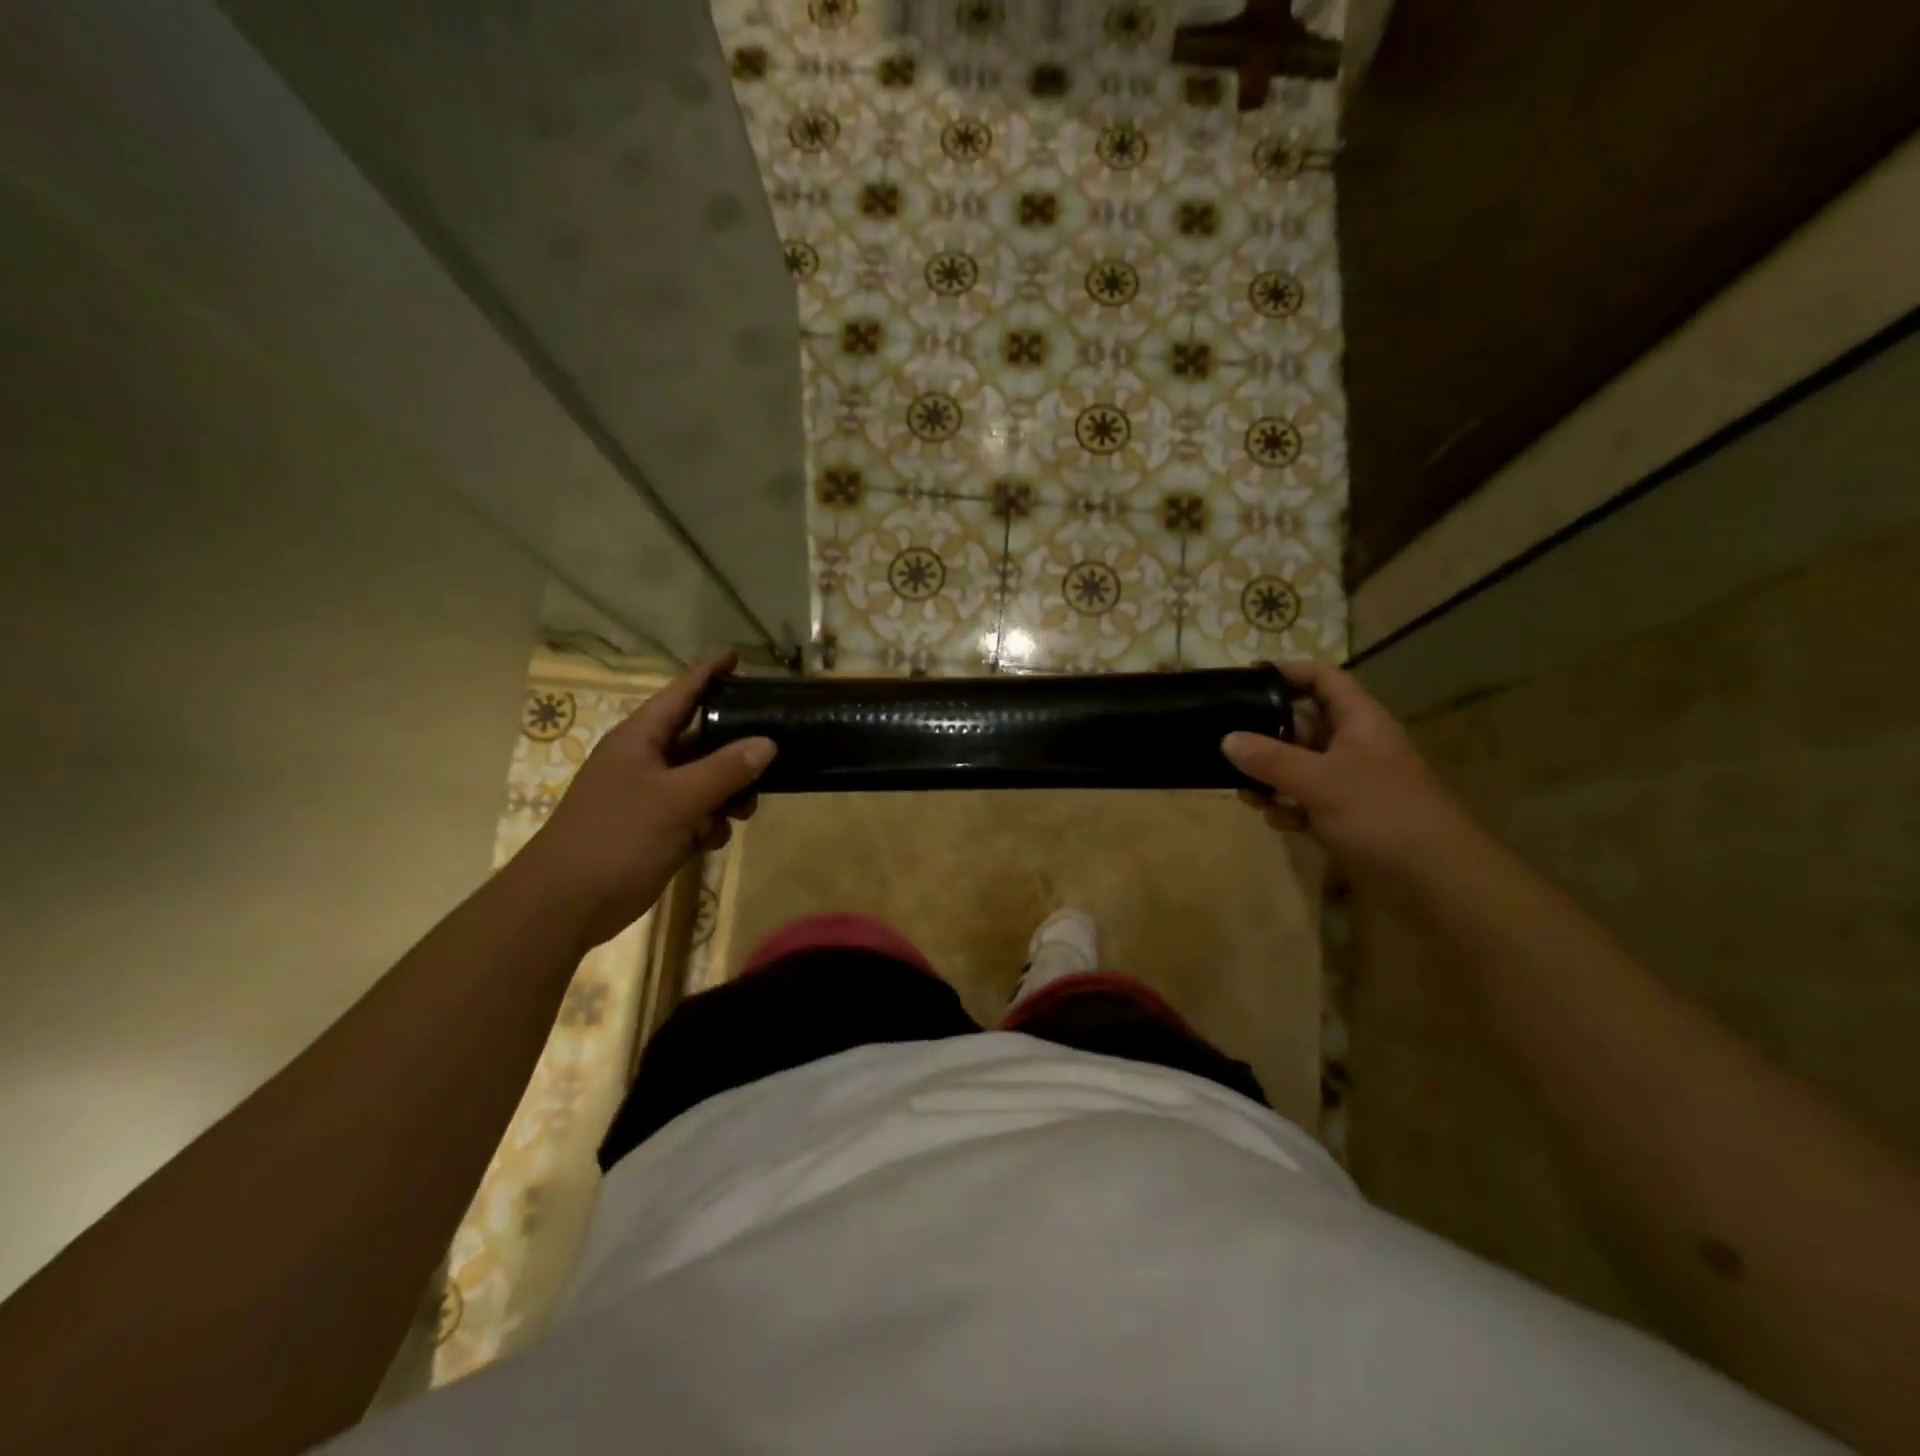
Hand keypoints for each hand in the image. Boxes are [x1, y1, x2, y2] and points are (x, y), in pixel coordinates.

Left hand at [520, 655, 774, 946]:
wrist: (565, 904)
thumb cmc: (616, 838)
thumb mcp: (677, 800)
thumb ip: (725, 770)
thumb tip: (767, 743)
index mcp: (640, 739)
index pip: (680, 693)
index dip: (709, 673)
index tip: (738, 658)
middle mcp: (645, 760)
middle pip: (700, 738)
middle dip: (734, 747)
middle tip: (772, 751)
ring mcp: (648, 796)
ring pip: (702, 780)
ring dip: (727, 792)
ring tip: (745, 810)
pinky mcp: (653, 829)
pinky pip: (693, 813)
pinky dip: (708, 822)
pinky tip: (714, 839)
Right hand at [1221, 661, 1473, 874]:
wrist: (1434, 878)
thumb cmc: (1379, 813)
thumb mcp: (1318, 781)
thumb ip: (1270, 759)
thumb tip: (1227, 739)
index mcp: (1358, 722)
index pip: (1323, 680)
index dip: (1289, 672)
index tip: (1248, 679)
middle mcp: (1353, 745)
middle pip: (1302, 726)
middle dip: (1266, 737)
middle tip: (1228, 745)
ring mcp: (1349, 782)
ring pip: (1298, 767)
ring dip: (1271, 779)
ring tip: (1248, 794)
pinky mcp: (1345, 815)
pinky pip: (1305, 800)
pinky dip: (1288, 807)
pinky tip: (1279, 822)